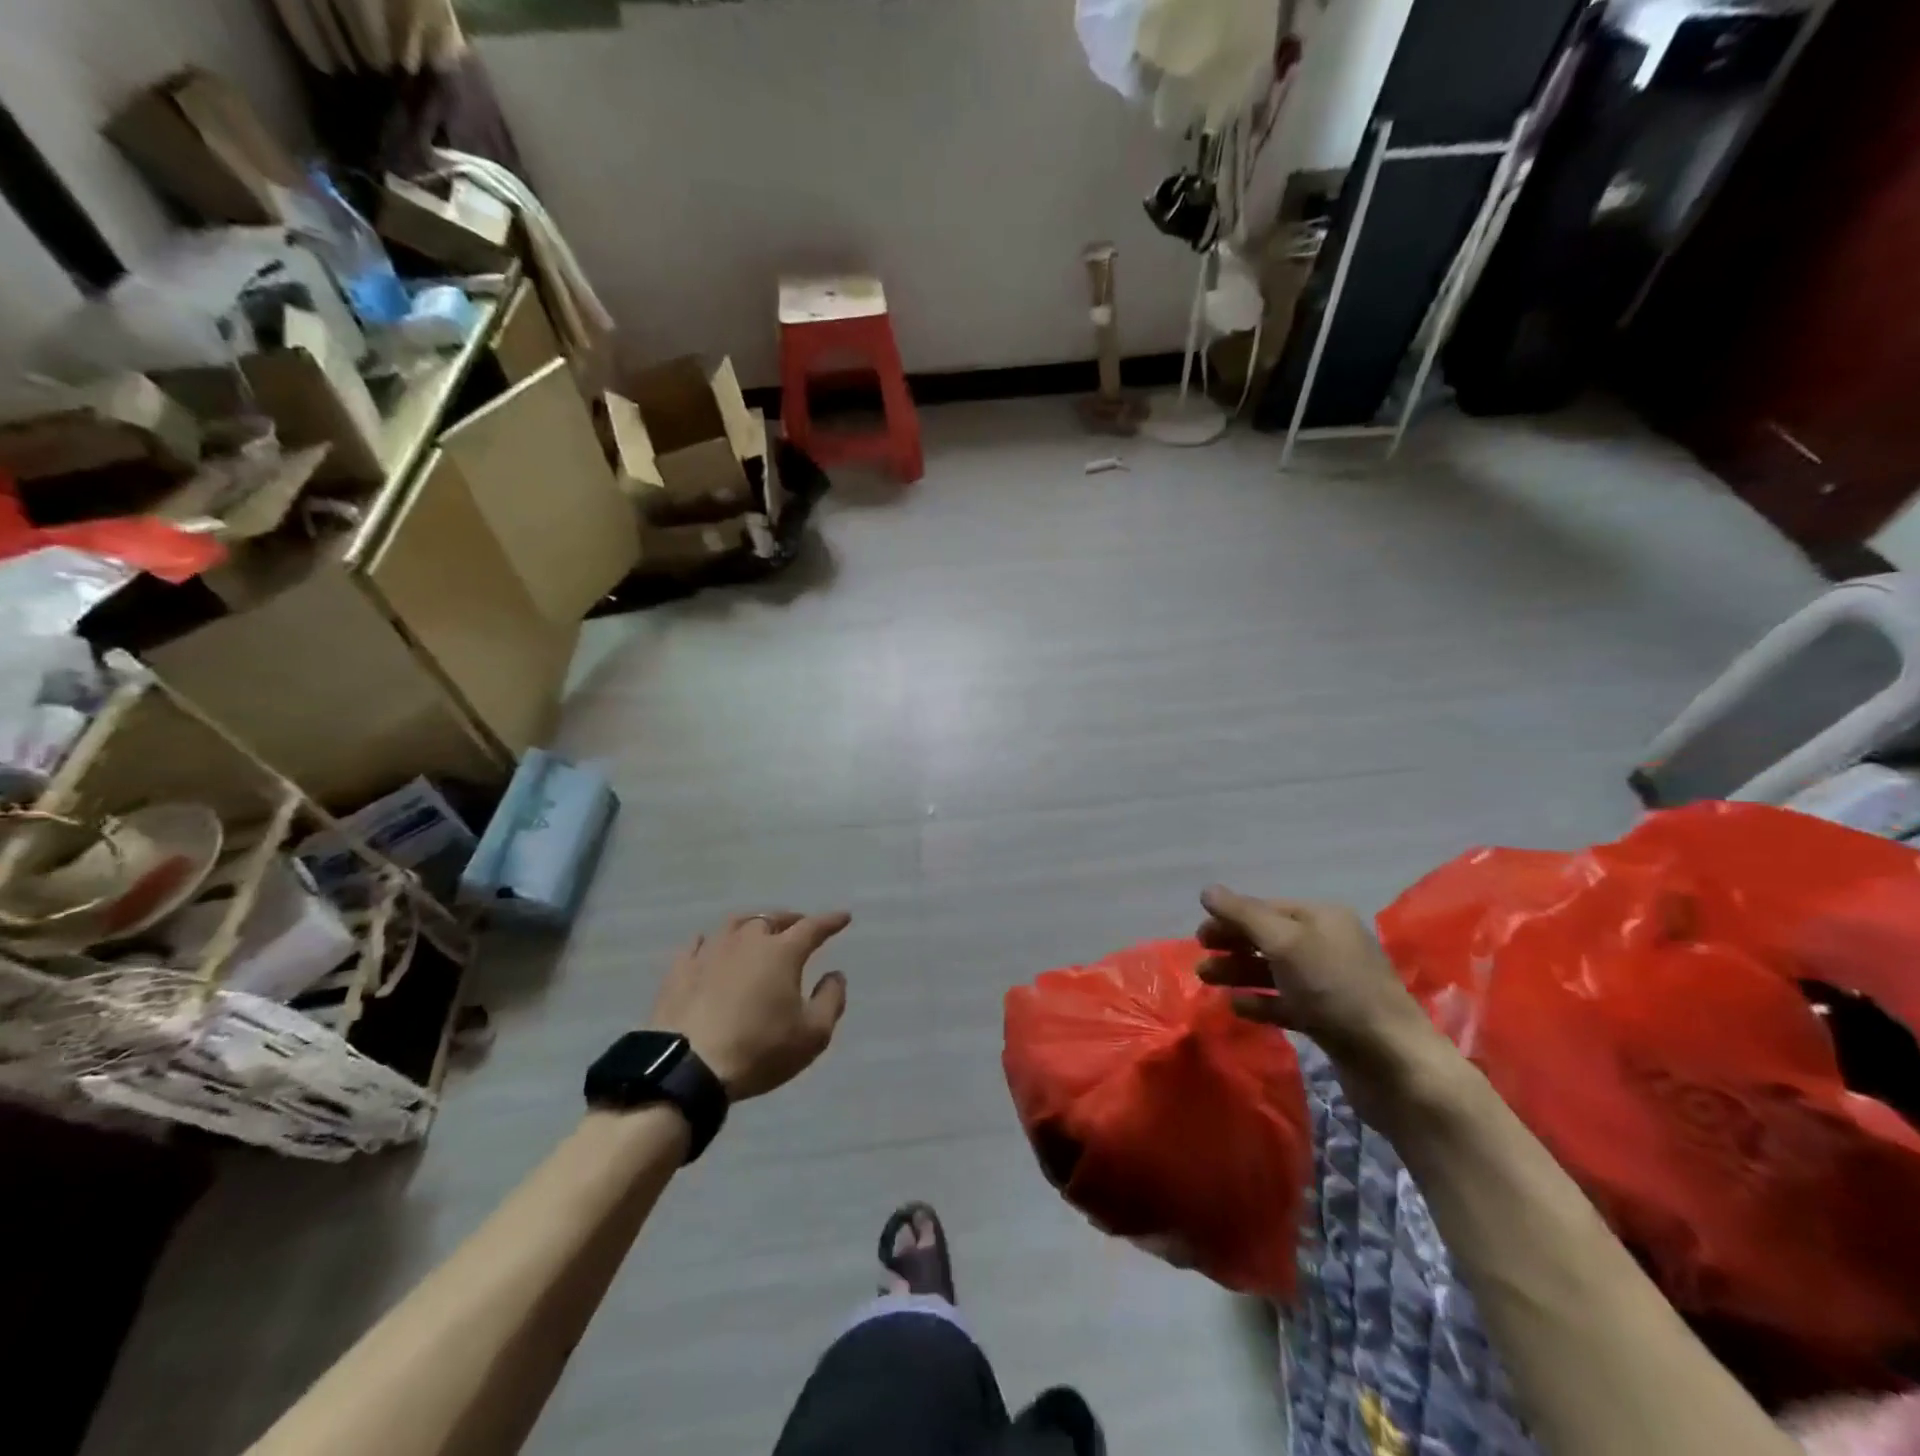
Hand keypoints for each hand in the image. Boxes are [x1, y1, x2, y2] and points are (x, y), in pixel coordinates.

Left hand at [649, 910, 850, 1100]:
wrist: (688, 1067)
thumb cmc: (759, 1050)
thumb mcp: (812, 1035)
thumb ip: (831, 1000)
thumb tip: (835, 975)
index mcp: (782, 952)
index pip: (812, 928)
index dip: (830, 921)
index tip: (843, 917)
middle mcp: (747, 941)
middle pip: (772, 920)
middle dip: (790, 920)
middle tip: (799, 926)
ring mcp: (710, 952)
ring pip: (735, 924)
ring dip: (752, 924)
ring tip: (759, 930)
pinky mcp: (680, 969)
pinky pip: (699, 944)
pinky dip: (712, 941)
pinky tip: (710, 945)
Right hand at [1195, 885, 1438, 1081]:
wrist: (1394, 1063)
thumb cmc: (1336, 991)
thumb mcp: (1285, 943)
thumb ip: (1243, 915)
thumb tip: (1207, 890)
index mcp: (1323, 918)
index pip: (1266, 908)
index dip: (1230, 918)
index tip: (1199, 936)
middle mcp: (1328, 944)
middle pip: (1269, 938)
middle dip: (1233, 945)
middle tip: (1201, 959)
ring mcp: (1331, 983)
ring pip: (1274, 970)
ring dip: (1239, 973)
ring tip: (1207, 982)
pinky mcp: (1330, 1019)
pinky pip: (1286, 1002)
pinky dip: (1260, 1001)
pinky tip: (1236, 1007)